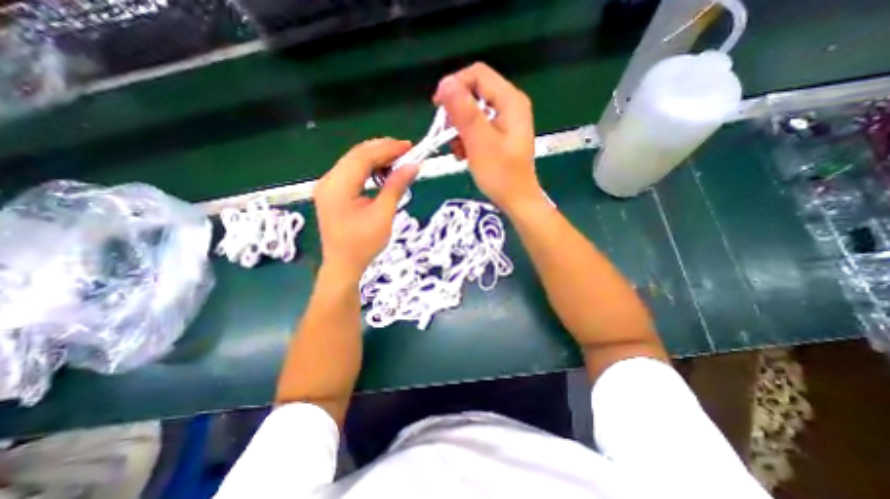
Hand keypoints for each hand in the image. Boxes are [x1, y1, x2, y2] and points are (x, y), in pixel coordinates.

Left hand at [312, 139, 417, 281]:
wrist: (344, 265)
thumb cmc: (363, 245)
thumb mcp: (383, 216)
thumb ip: (395, 188)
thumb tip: (412, 166)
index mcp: (338, 187)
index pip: (362, 157)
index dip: (387, 148)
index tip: (409, 146)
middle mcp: (328, 181)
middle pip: (356, 155)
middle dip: (382, 150)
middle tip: (406, 151)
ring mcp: (328, 186)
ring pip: (353, 162)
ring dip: (376, 158)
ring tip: (398, 161)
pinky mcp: (332, 192)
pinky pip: (351, 172)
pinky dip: (369, 169)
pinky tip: (383, 173)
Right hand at [433, 63, 542, 212]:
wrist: (516, 201)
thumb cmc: (501, 175)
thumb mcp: (480, 142)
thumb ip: (464, 111)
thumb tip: (445, 83)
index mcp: (510, 101)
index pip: (477, 75)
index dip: (454, 85)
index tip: (437, 107)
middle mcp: (510, 106)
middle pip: (474, 93)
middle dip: (456, 112)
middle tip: (446, 135)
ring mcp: (505, 121)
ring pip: (473, 112)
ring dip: (459, 129)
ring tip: (456, 150)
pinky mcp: (500, 136)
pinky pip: (477, 127)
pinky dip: (466, 138)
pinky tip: (462, 155)